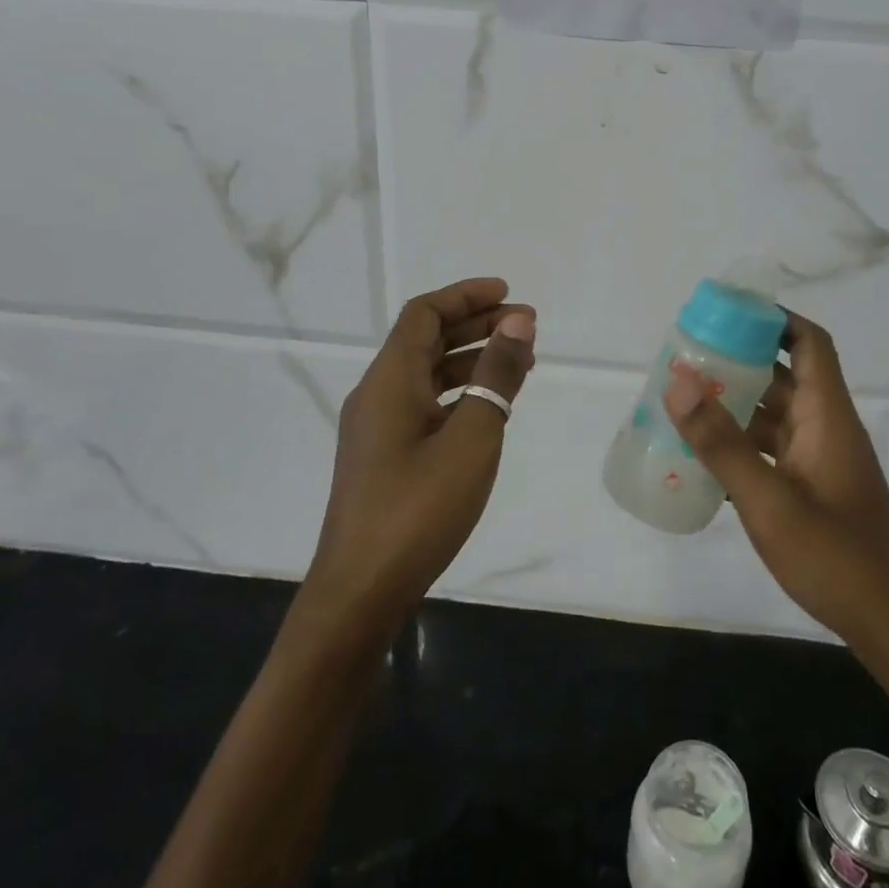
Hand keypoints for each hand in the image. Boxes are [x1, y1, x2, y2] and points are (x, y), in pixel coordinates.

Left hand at [299, 278, 535, 638]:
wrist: (361, 592)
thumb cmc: (419, 509)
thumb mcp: (473, 438)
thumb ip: (496, 376)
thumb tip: (518, 323)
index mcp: (390, 380)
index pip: (425, 314)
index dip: (466, 296)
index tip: (509, 295)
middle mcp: (378, 394)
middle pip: (426, 339)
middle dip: (476, 325)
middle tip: (527, 328)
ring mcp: (377, 427)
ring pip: (427, 373)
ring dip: (471, 359)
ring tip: (520, 364)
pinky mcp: (383, 456)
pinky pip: (424, 403)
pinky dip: (459, 392)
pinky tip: (489, 408)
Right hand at [663, 311, 888, 670]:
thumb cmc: (838, 558)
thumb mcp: (770, 501)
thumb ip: (722, 443)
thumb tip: (678, 381)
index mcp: (826, 415)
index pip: (808, 343)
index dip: (774, 318)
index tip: (726, 314)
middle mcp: (824, 428)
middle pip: (783, 375)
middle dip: (737, 362)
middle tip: (685, 359)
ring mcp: (819, 462)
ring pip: (773, 416)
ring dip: (734, 406)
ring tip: (681, 403)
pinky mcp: (812, 492)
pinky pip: (770, 452)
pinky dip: (740, 446)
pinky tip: (701, 459)